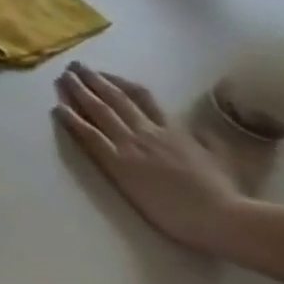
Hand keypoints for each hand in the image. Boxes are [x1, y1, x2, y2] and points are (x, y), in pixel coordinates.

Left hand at [53, 63, 242, 253]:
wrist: (224, 218)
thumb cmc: (226, 195)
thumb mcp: (222, 160)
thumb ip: (208, 142)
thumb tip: (200, 129)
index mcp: (174, 131)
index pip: (142, 98)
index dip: (119, 82)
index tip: (103, 72)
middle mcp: (148, 132)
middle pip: (115, 98)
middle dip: (92, 79)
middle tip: (73, 65)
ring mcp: (131, 145)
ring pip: (99, 110)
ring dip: (78, 91)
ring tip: (62, 76)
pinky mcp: (117, 162)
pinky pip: (89, 135)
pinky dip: (72, 119)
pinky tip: (57, 107)